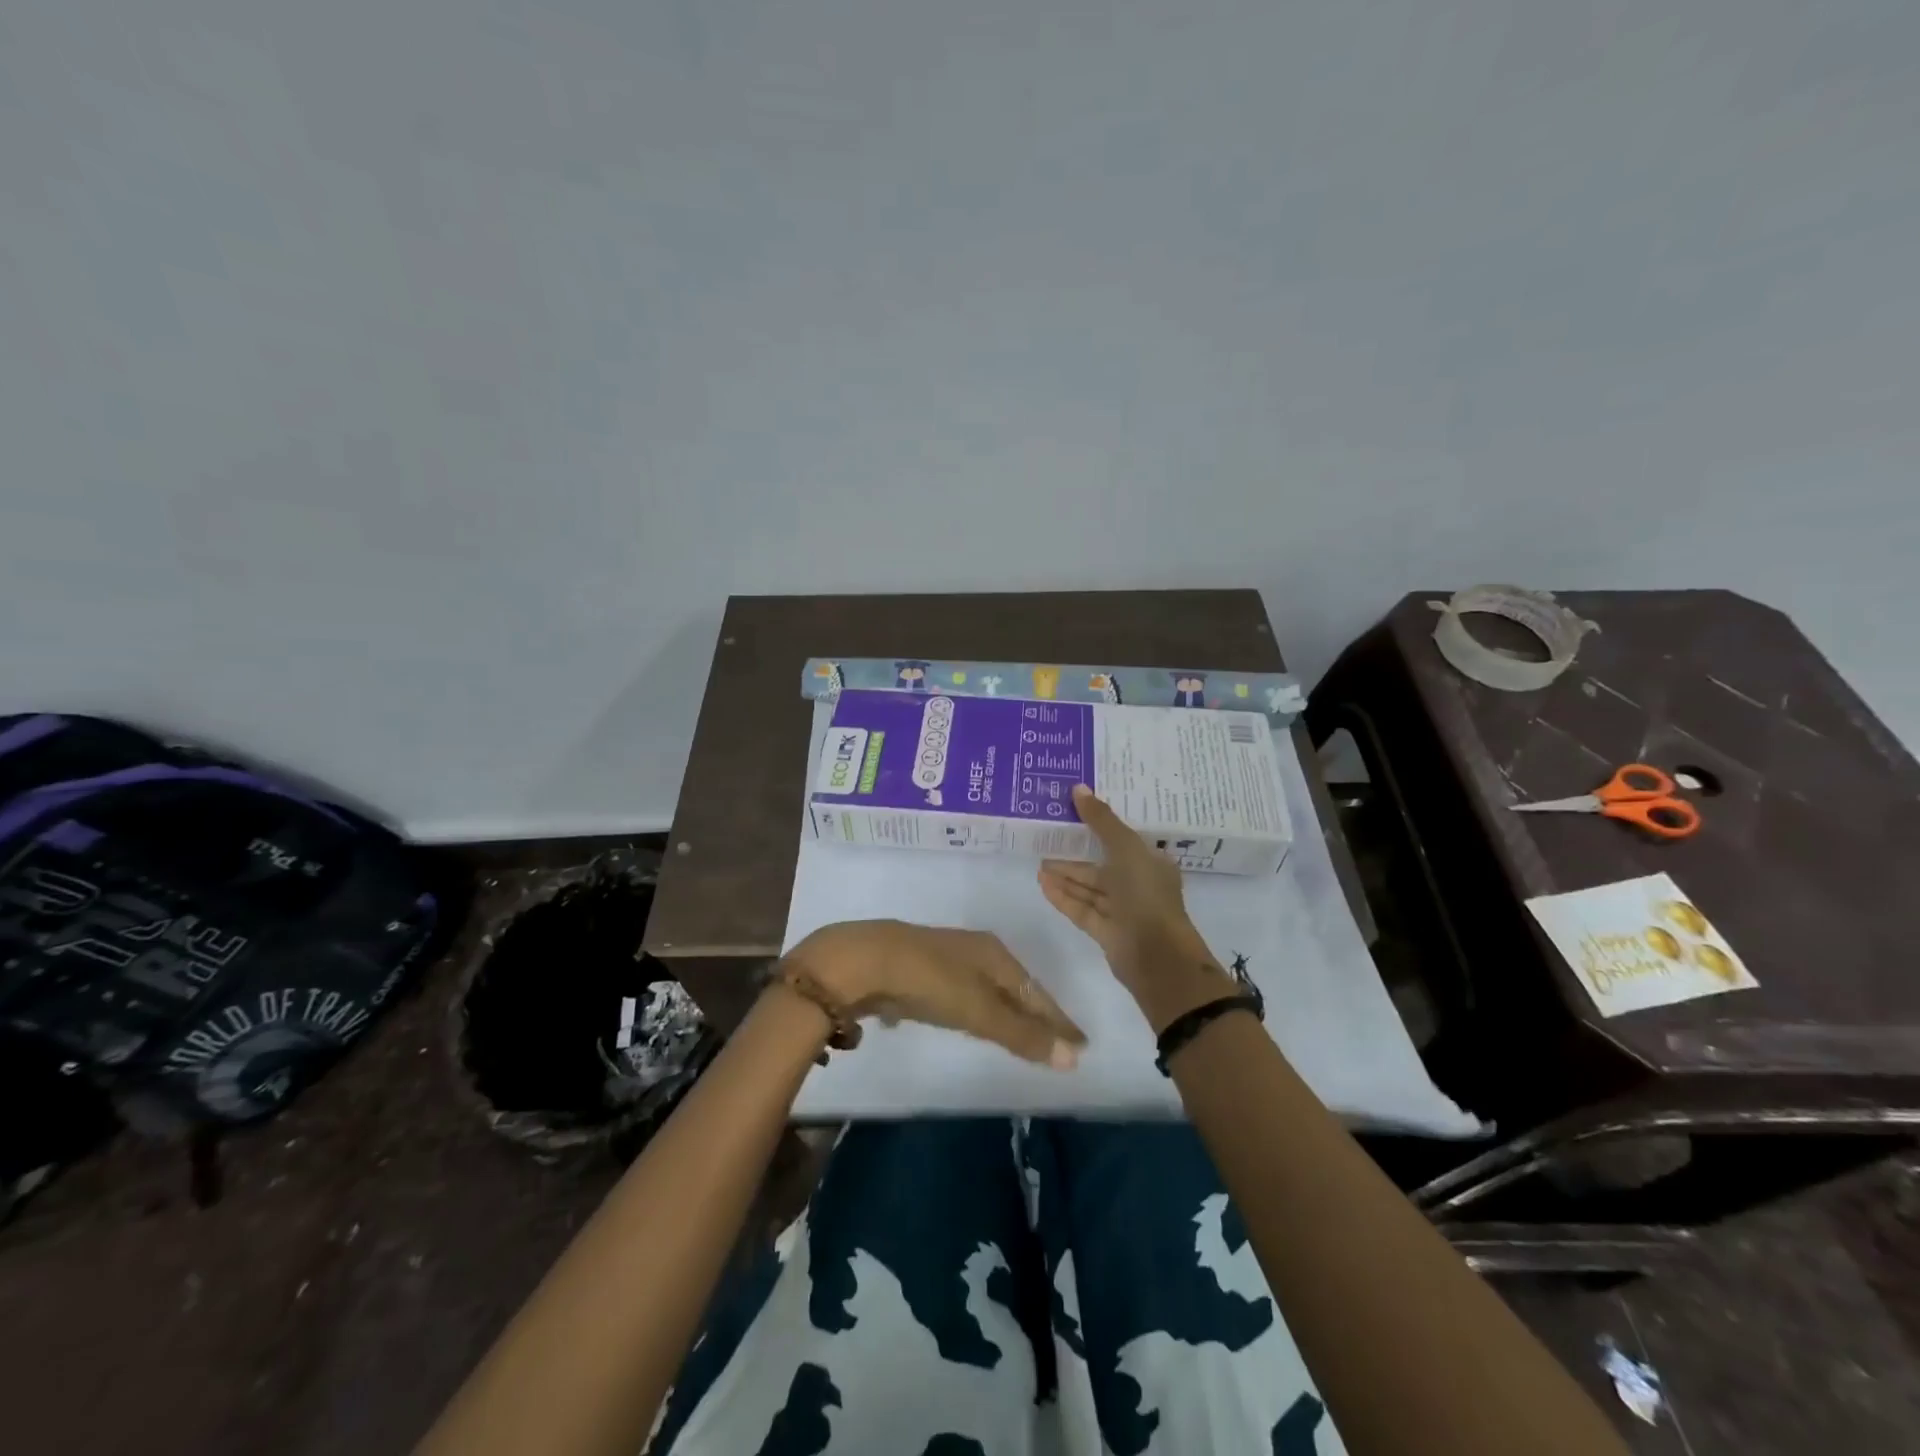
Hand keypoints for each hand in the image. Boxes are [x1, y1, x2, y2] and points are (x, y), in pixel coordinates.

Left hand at [781, 920, 1086, 1067]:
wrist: (861, 961)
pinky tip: (964, 1021)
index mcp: (994, 954)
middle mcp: (973, 951)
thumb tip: (1073, 1058)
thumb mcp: (978, 1009)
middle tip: (1056, 1042)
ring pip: (985, 990)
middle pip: (1013, 988)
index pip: (1036, 993)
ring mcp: (943, 959)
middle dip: (1034, 1015)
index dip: (1058, 1020)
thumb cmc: (928, 981)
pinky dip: (973, 1011)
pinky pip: (959, 995)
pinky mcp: (917, 972)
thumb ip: (1021, 1033)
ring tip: (1017, 1035)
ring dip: (1003, 1013)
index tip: (1082, 1044)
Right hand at [1039, 785, 1238, 1033]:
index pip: (1123, 839)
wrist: (1157, 956)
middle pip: (1102, 864)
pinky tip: (1042, 883)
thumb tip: (1078, 788)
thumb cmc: (1146, 894)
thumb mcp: (1125, 848)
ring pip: (1090, 888)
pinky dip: (1064, 896)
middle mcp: (1138, 884)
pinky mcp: (1107, 932)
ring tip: (1038, 861)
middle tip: (1047, 837)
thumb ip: (1101, 820)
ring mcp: (1123, 910)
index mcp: (1151, 862)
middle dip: (1076, 853)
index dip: (1101, 825)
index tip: (1075, 812)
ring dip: (1066, 875)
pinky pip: (1082, 908)